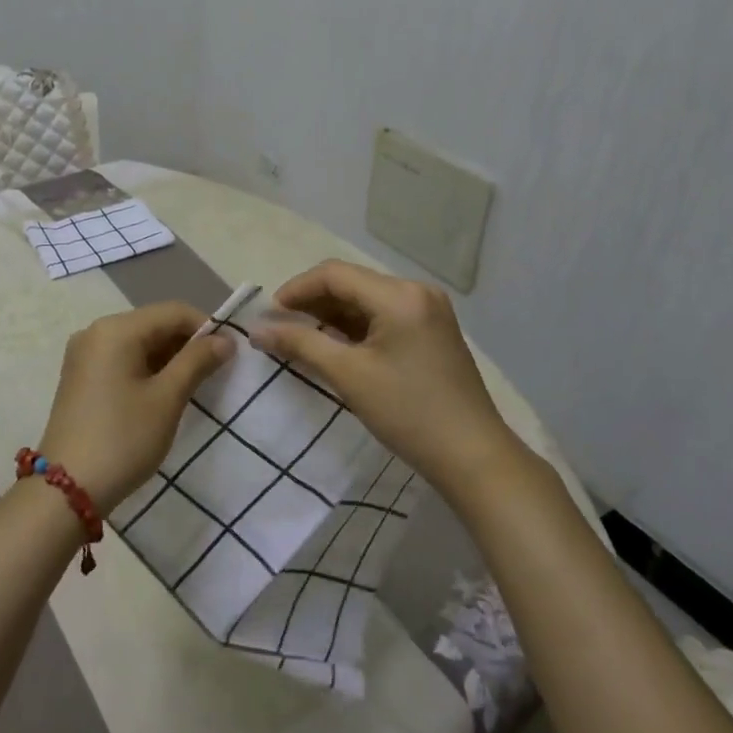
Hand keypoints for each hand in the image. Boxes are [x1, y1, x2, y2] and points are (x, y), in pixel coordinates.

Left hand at [38, 301, 232, 512]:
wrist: (66, 491)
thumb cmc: (123, 439)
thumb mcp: (167, 399)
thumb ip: (197, 362)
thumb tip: (224, 340)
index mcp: (116, 329)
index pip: (173, 312)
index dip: (206, 327)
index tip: (230, 354)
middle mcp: (96, 331)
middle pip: (153, 324)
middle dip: (187, 343)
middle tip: (215, 372)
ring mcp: (84, 354)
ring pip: (138, 342)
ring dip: (168, 357)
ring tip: (194, 384)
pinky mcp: (80, 376)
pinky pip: (121, 358)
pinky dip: (146, 368)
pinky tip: (163, 392)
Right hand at [250, 260, 523, 502]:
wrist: (474, 458)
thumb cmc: (408, 413)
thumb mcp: (348, 375)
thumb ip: (300, 343)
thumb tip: (258, 328)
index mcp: (399, 294)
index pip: (334, 274)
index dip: (296, 289)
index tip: (269, 315)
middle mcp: (416, 290)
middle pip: (351, 282)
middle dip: (312, 301)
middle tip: (281, 327)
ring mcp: (428, 309)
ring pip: (366, 298)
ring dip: (332, 313)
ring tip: (302, 337)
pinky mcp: (432, 329)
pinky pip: (384, 314)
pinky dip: (356, 325)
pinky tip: (336, 344)